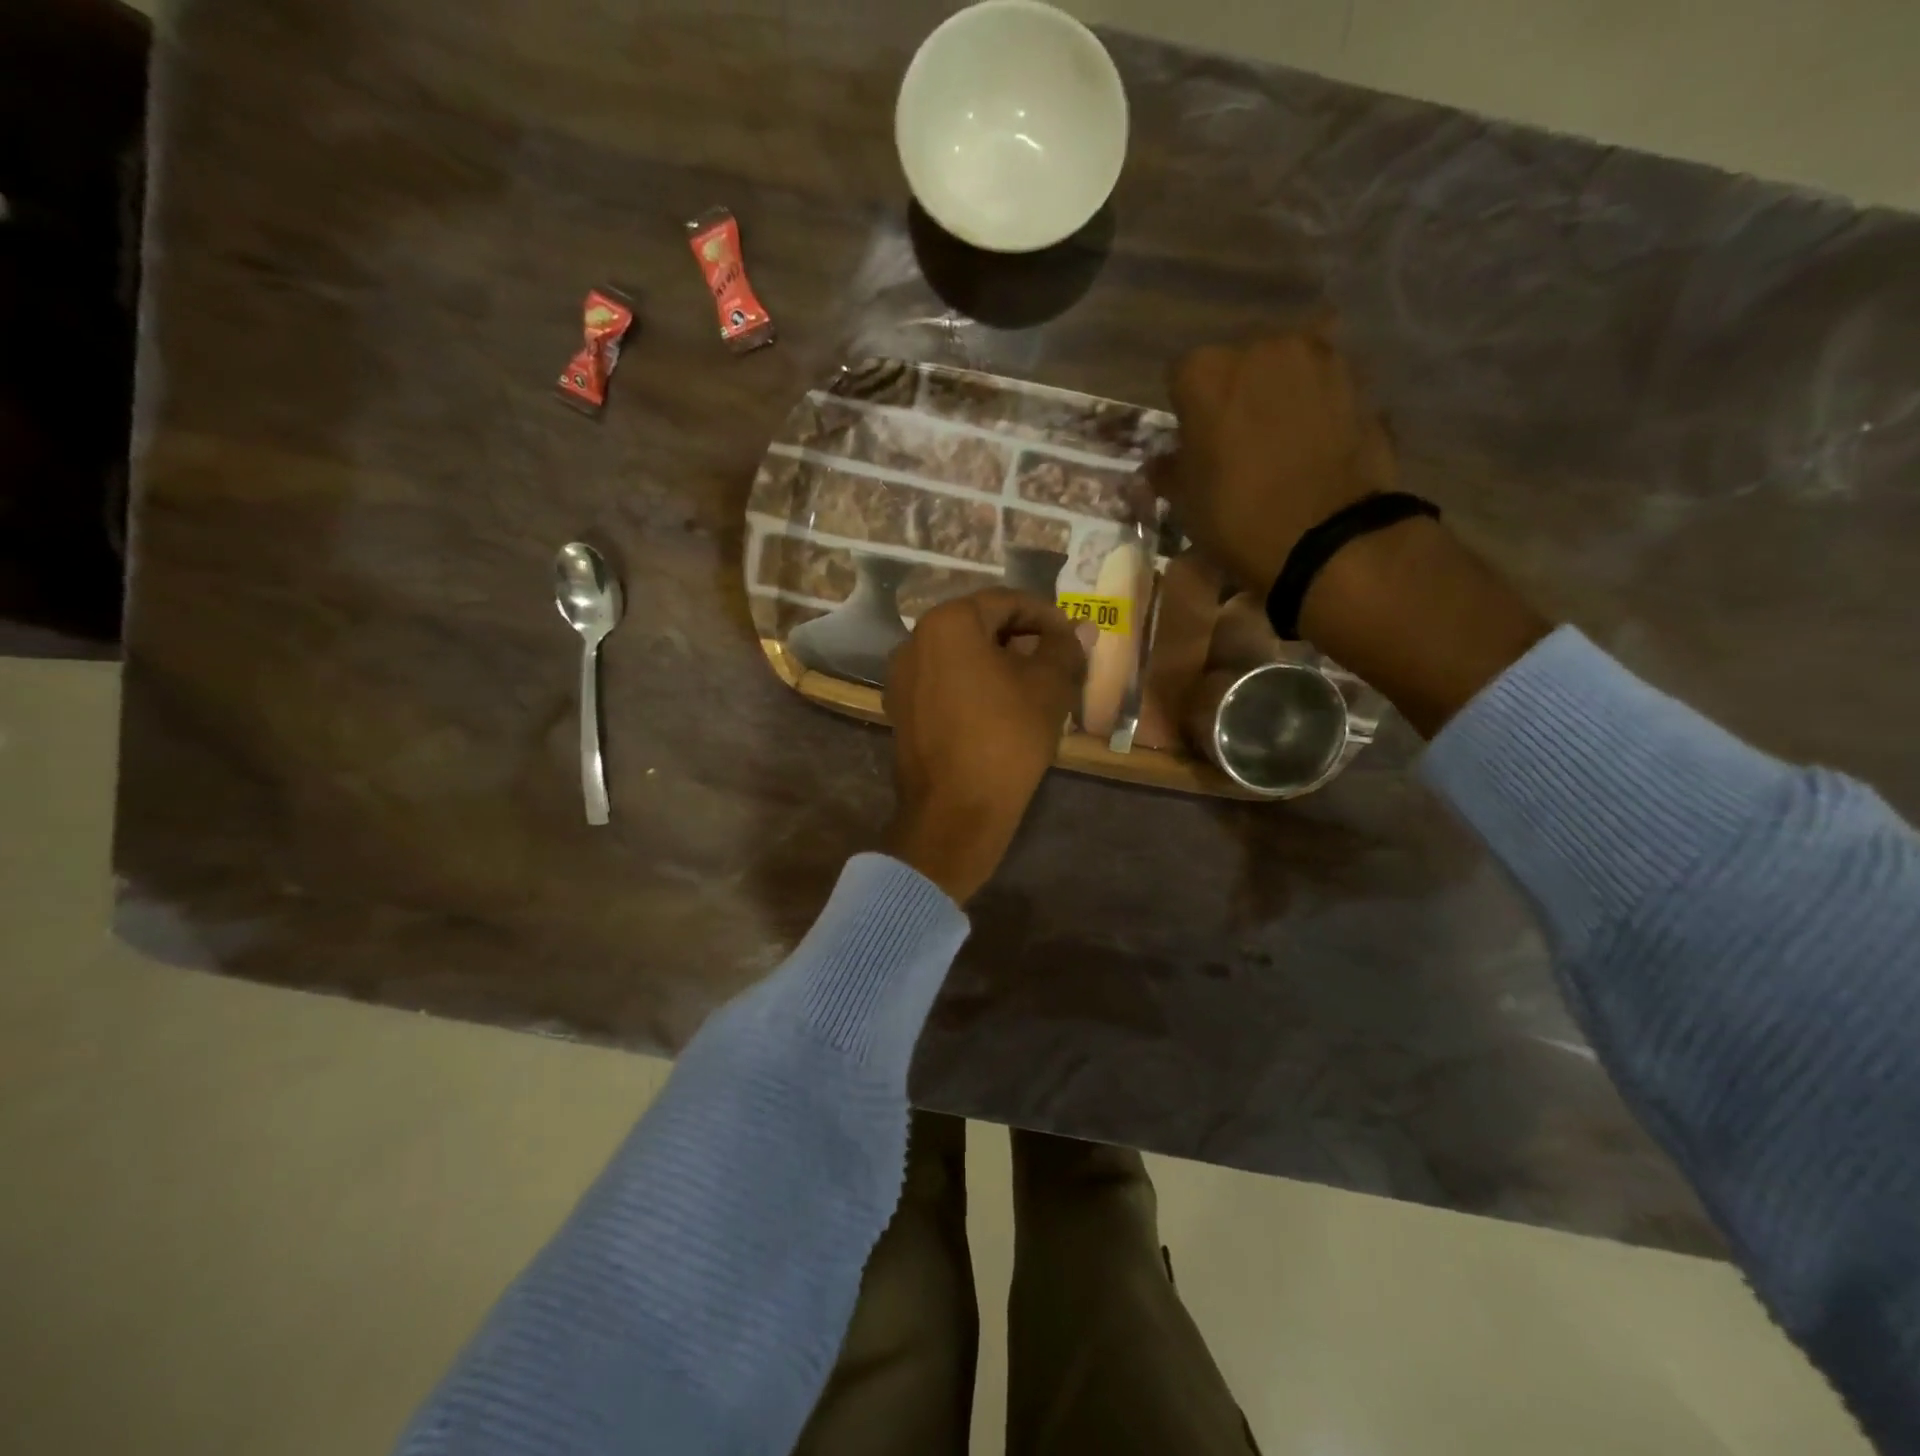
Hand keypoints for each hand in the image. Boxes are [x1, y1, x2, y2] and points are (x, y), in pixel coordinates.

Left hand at [882, 589, 1084, 903]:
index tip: (1073, 636)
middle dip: (1021, 638)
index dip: (1046, 615)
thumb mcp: (1049, 687)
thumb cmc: (1006, 737)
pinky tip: (1001, 708)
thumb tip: (1075, 631)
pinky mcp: (901, 710)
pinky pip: (944, 683)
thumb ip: (1065, 648)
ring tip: (1033, 685)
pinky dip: (974, 685)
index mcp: (947, 623)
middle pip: (979, 626)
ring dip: (998, 663)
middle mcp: (914, 641)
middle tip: (1056, 659)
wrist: (955, 811)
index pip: (1006, 602)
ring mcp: (902, 678)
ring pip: (960, 656)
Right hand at [1154, 321, 1394, 595]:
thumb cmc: (1237, 515)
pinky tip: (1316, 438)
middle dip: (1235, 390)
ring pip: (1287, 364)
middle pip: (1239, 360)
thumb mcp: (1186, 501)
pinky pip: (1325, 384)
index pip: (1181, 377)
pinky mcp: (1360, 380)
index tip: (1191, 438)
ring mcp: (1318, 357)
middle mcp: (1261, 346)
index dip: (1185, 409)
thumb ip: (1170, 470)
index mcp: (1205, 373)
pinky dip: (1318, 402)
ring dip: (1280, 389)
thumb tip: (1160, 463)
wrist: (1326, 535)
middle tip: (1236, 436)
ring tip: (1281, 434)